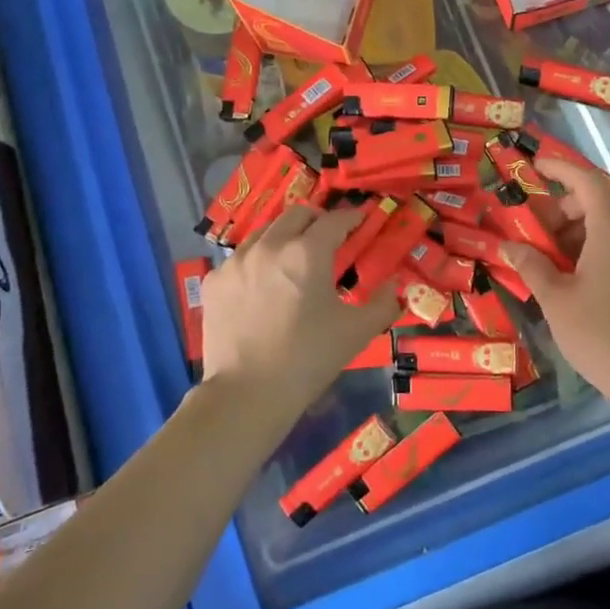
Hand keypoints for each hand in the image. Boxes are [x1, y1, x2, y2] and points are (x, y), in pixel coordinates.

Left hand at [199, 204, 400, 422]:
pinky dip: (256, 262)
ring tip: (292, 261)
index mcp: (307, 253)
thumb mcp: (357, 332)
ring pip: (265, 232)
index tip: (361, 221)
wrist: (246, 394)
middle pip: (297, 214)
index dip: (352, 217)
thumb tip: (395, 285)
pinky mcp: (214, 281)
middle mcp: (270, 246)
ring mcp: (236, 261)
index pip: (335, 220)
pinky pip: (240, 258)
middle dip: (317, 220)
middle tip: (328, 238)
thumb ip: (384, 303)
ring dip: (284, 237)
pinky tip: (261, 287)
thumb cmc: (308, 359)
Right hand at [498, 155, 609, 400]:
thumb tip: (507, 245)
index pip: (586, 181)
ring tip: (536, 253)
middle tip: (525, 225)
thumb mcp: (555, 297)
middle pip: (591, 203)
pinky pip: (606, 246)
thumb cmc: (597, 331)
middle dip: (556, 208)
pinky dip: (580, 248)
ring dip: (566, 231)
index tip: (533, 166)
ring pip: (597, 227)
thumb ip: (530, 264)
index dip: (559, 169)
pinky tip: (557, 272)